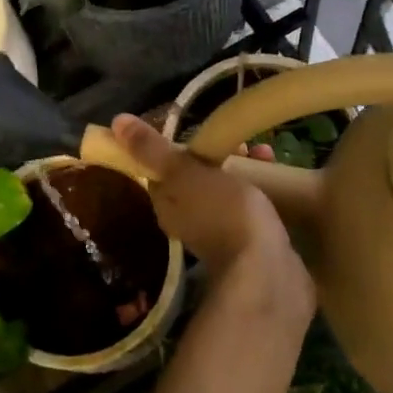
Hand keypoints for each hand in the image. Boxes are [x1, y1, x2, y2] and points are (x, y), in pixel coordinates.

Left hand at [110, 114, 313, 322]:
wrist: (265, 270)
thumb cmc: (222, 213)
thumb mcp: (185, 173)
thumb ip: (153, 149)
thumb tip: (117, 122)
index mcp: (166, 202)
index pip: (166, 166)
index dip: (186, 145)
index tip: (208, 131)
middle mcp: (185, 218)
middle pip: (197, 175)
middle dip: (221, 154)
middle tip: (243, 143)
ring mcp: (216, 232)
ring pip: (224, 188)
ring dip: (242, 167)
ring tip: (265, 154)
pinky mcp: (244, 240)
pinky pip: (245, 204)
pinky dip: (257, 186)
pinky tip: (275, 177)